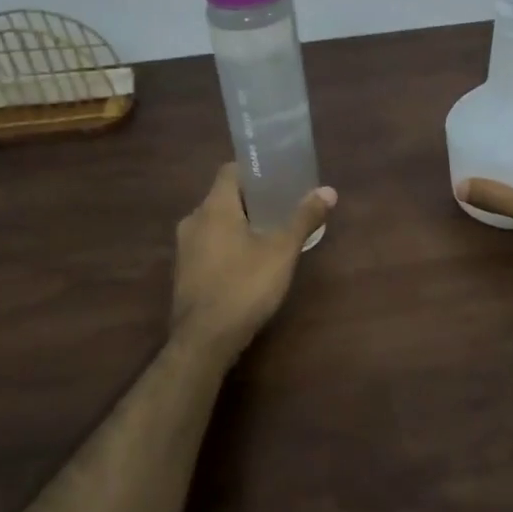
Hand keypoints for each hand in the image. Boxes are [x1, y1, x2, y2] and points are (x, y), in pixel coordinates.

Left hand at [170, 163, 335, 364]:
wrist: (204, 341)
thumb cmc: (244, 286)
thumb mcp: (282, 251)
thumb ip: (304, 218)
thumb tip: (328, 191)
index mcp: (214, 207)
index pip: (230, 171)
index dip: (254, 171)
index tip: (278, 179)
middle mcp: (194, 220)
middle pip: (224, 197)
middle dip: (252, 200)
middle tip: (282, 207)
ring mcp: (185, 248)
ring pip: (215, 222)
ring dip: (240, 224)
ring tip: (270, 235)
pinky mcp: (184, 272)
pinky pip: (209, 245)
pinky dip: (228, 245)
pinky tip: (249, 263)